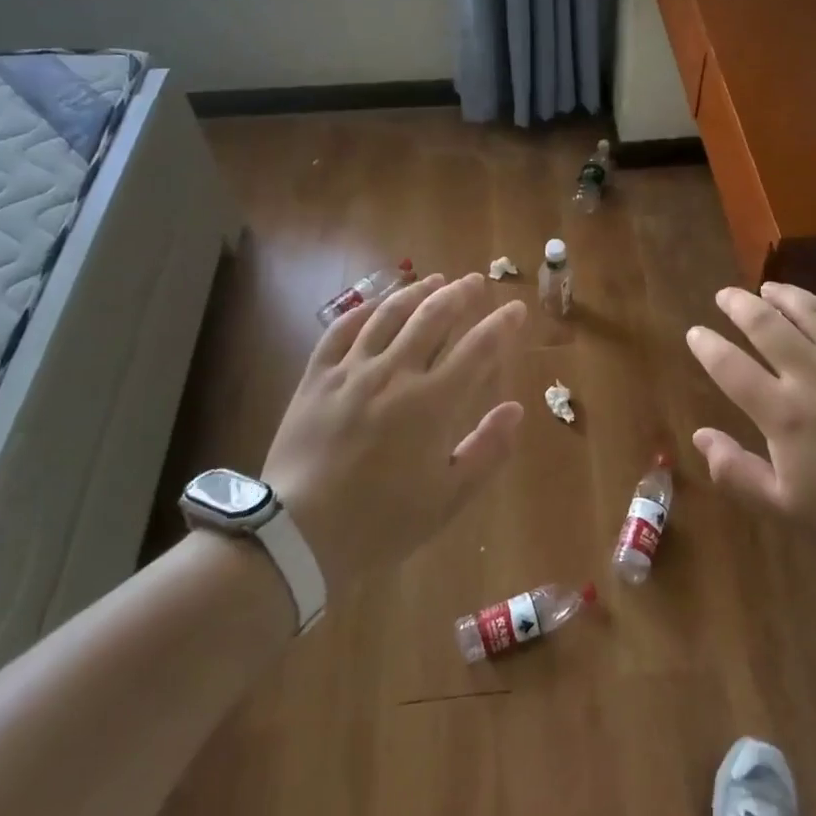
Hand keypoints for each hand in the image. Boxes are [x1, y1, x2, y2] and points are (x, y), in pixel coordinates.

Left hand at [264, 272, 525, 591]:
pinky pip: (340, 330)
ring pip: (389, 314)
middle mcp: (395, 373)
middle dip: (460, 294)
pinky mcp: (317, 377)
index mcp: (432, 403)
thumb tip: (515, 409)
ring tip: (434, 279)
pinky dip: (363, 310)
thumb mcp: (447, 498)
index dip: (501, 325)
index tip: (516, 308)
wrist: (299, 536)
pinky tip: (376, 303)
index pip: (478, 348)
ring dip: (416, 292)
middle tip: (474, 281)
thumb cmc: (382, 522)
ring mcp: (352, 371)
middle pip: (433, 317)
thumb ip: (487, 450)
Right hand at [686, 283, 815, 576]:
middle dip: (739, 305)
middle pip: (766, 325)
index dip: (708, 346)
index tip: (695, 332)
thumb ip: (737, 473)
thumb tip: (700, 436)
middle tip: (725, 295)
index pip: (731, 367)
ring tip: (769, 288)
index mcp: (784, 413)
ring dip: (784, 295)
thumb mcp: (787, 510)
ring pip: (811, 311)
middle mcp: (813, 374)